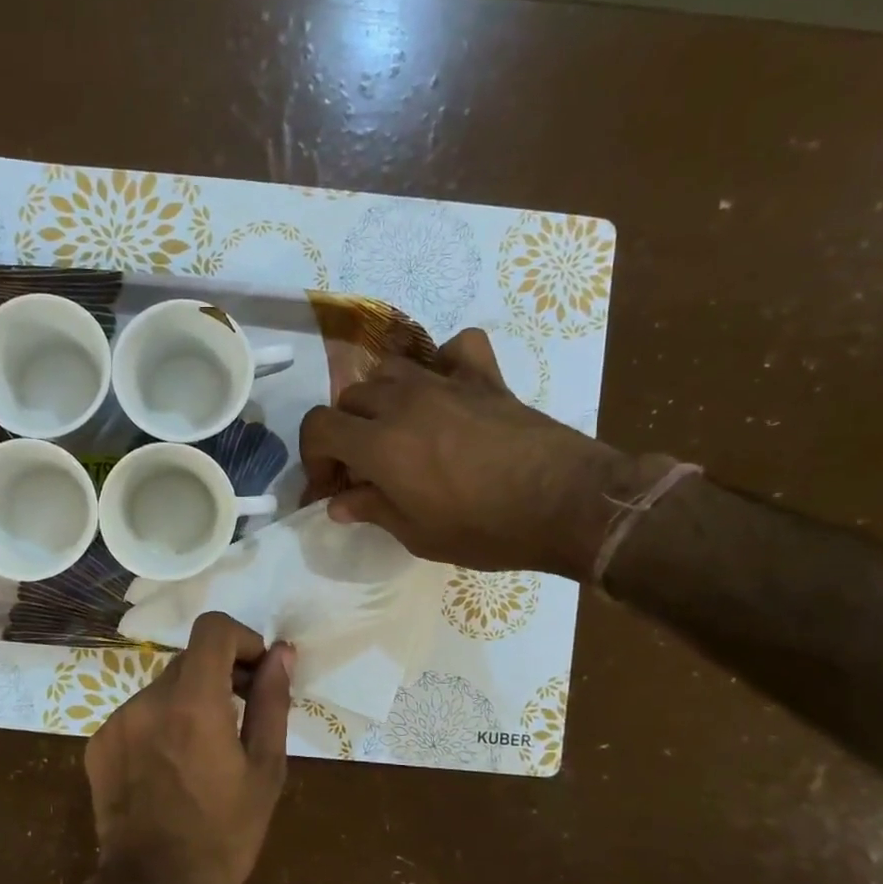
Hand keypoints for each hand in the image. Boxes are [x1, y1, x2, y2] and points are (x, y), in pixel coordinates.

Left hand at [85, 613, 295, 883]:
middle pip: (190, 660)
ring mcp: (117, 721)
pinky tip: (171, 770)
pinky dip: (160, 726)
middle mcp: (148, 699)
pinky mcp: (99, 743)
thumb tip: (282, 653)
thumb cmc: (224, 834)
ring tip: (205, 753)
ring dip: (189, 703)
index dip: (241, 639)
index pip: (213, 628)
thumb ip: (271, 701)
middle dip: (220, 675)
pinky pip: (138, 716)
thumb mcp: (265, 768)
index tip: (256, 673)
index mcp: (193, 701)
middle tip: (241, 717)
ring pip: (164, 689)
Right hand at [299, 328, 660, 579]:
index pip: (319, 426)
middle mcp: (403, 403)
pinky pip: (455, 349)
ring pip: (390, 370)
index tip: (330, 486)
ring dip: (381, 398)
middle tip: (362, 468)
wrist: (568, 504)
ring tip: (396, 429)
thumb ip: (372, 510)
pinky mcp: (485, 378)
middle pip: (350, 398)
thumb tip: (339, 503)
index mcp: (380, 444)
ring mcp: (446, 383)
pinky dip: (443, 362)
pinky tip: (446, 388)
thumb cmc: (487, 529)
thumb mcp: (418, 534)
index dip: (314, 456)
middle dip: (345, 433)